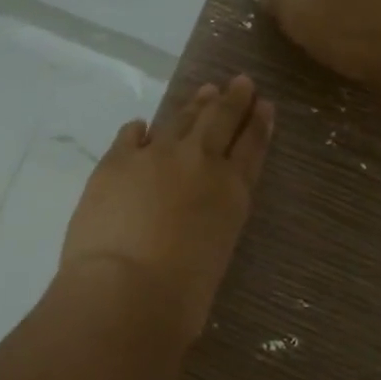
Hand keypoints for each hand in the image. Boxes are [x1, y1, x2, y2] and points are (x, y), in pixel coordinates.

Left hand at [59, 75, 273, 340]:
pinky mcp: (116, 160)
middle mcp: (200, 162)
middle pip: (220, 120)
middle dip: (233, 100)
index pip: (251, 147)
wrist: (126, 289)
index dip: (258, 124)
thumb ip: (209, 228)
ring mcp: (155, 155)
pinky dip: (139, 130)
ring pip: (181, 119)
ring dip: (195, 105)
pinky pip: (131, 135)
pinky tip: (142, 126)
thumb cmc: (180, 297)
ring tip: (205, 91)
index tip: (264, 105)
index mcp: (232, 192)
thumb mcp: (215, 257)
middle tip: (240, 82)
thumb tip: (192, 222)